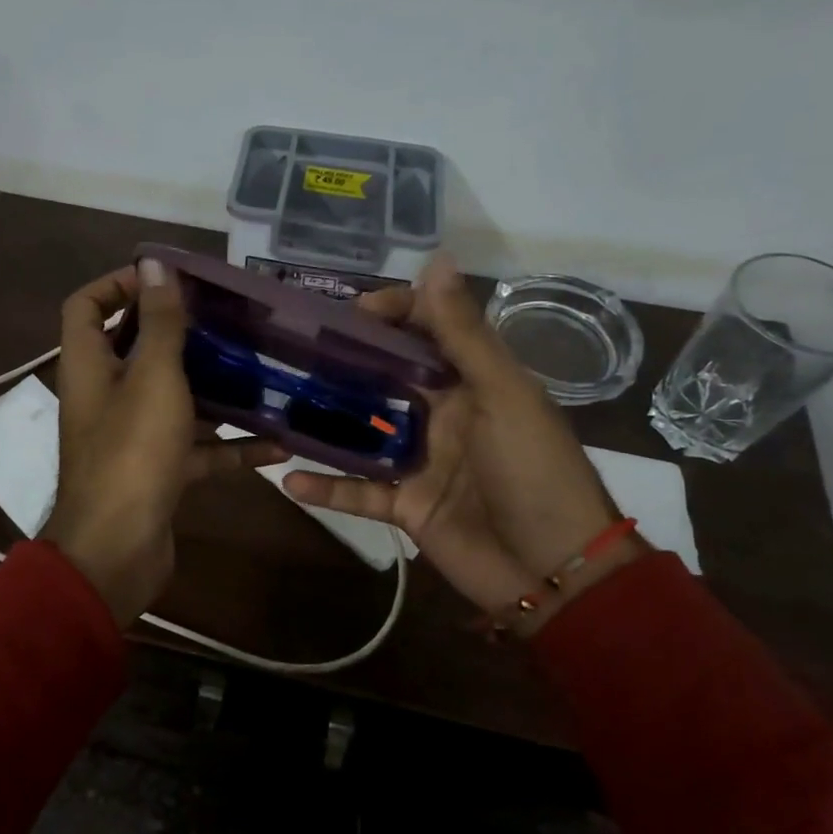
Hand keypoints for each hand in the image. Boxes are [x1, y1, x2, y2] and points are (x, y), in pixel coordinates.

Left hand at [43, 259, 287, 627]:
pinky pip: (196, 448)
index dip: (118, 283)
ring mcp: (131, 437)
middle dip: (180, 331)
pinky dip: (230, 444)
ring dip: (213, 386)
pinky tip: (277, 442)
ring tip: (260, 369)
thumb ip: (159, 322)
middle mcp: (105, 396)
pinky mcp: (157, 471)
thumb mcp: (153, 378)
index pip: (86, 304)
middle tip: (227, 317)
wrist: (117, 551)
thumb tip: (154, 262)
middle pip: (136, 348)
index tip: (167, 278)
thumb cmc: (132, 454)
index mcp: (90, 366)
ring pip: (173, 398)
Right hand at [284, 256, 643, 636]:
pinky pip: (358, 492)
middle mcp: (442, 414)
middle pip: (386, 377)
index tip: (350, 311)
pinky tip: (288, 478)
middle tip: (294, 347)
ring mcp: (420, 461)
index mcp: (472, 382)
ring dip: (326, 421)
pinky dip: (327, 487)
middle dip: (345, 360)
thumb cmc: (535, 473)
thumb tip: (435, 261)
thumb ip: (464, 335)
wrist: (554, 572)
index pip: (428, 331)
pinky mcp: (405, 505)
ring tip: (278, 402)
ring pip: (363, 432)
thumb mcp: (503, 396)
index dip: (393, 312)